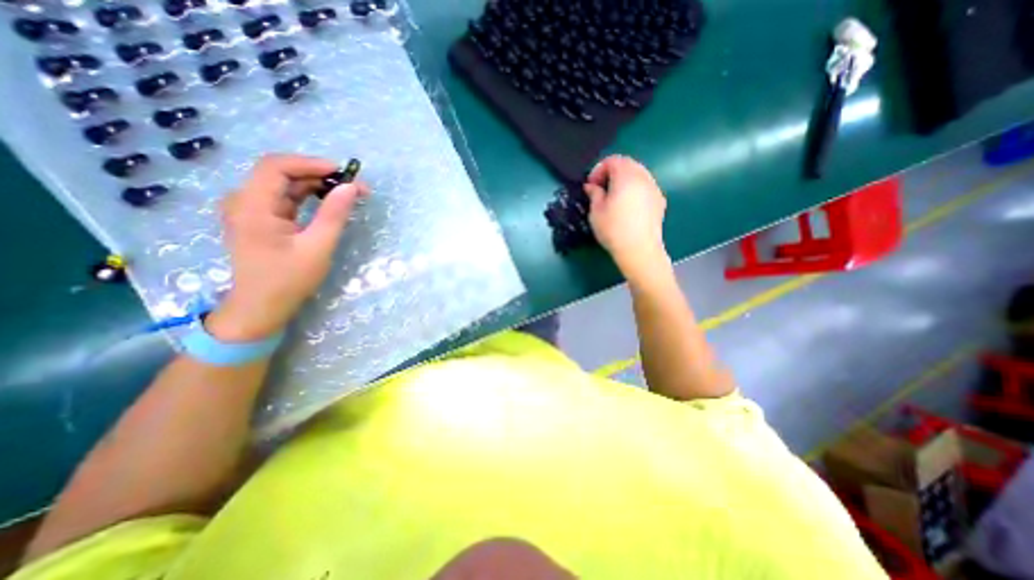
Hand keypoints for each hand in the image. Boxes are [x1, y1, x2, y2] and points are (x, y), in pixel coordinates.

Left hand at [204, 154, 369, 343]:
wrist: (261, 306)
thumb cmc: (289, 279)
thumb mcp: (317, 247)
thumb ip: (334, 214)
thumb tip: (352, 188)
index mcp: (252, 206)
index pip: (276, 167)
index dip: (311, 163)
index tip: (343, 172)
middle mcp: (244, 201)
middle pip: (280, 173)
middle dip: (319, 174)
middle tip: (353, 186)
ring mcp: (249, 209)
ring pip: (284, 185)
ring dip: (316, 185)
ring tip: (347, 193)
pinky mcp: (259, 218)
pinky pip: (284, 198)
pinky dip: (308, 196)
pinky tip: (328, 202)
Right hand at [586, 153, 666, 280]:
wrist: (639, 250)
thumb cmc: (613, 230)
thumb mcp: (596, 211)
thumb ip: (594, 194)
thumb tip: (591, 186)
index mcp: (626, 176)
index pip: (612, 161)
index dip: (598, 170)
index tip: (590, 185)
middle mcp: (643, 177)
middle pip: (627, 164)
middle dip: (612, 172)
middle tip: (601, 188)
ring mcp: (654, 189)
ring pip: (638, 174)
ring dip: (624, 179)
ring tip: (614, 196)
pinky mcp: (660, 201)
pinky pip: (646, 186)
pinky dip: (635, 188)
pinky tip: (628, 205)